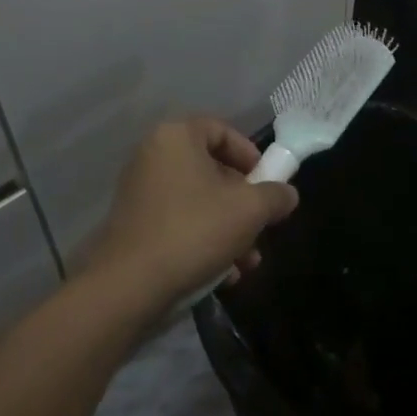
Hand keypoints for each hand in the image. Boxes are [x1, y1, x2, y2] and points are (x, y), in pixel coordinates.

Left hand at [79, 118, 299, 310]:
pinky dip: (203, 240)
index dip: (250, 155)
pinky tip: (222, 275)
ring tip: (248, 264)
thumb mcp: (248, 210)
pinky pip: (178, 221)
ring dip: (229, 229)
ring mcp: (140, 189)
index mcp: (176, 136)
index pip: (221, 130)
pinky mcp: (134, 222)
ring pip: (198, 201)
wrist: (129, 285)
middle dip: (244, 203)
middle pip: (211, 169)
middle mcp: (153, 154)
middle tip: (262, 229)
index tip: (268, 184)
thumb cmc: (193, 231)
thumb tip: (287, 194)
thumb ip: (274, 196)